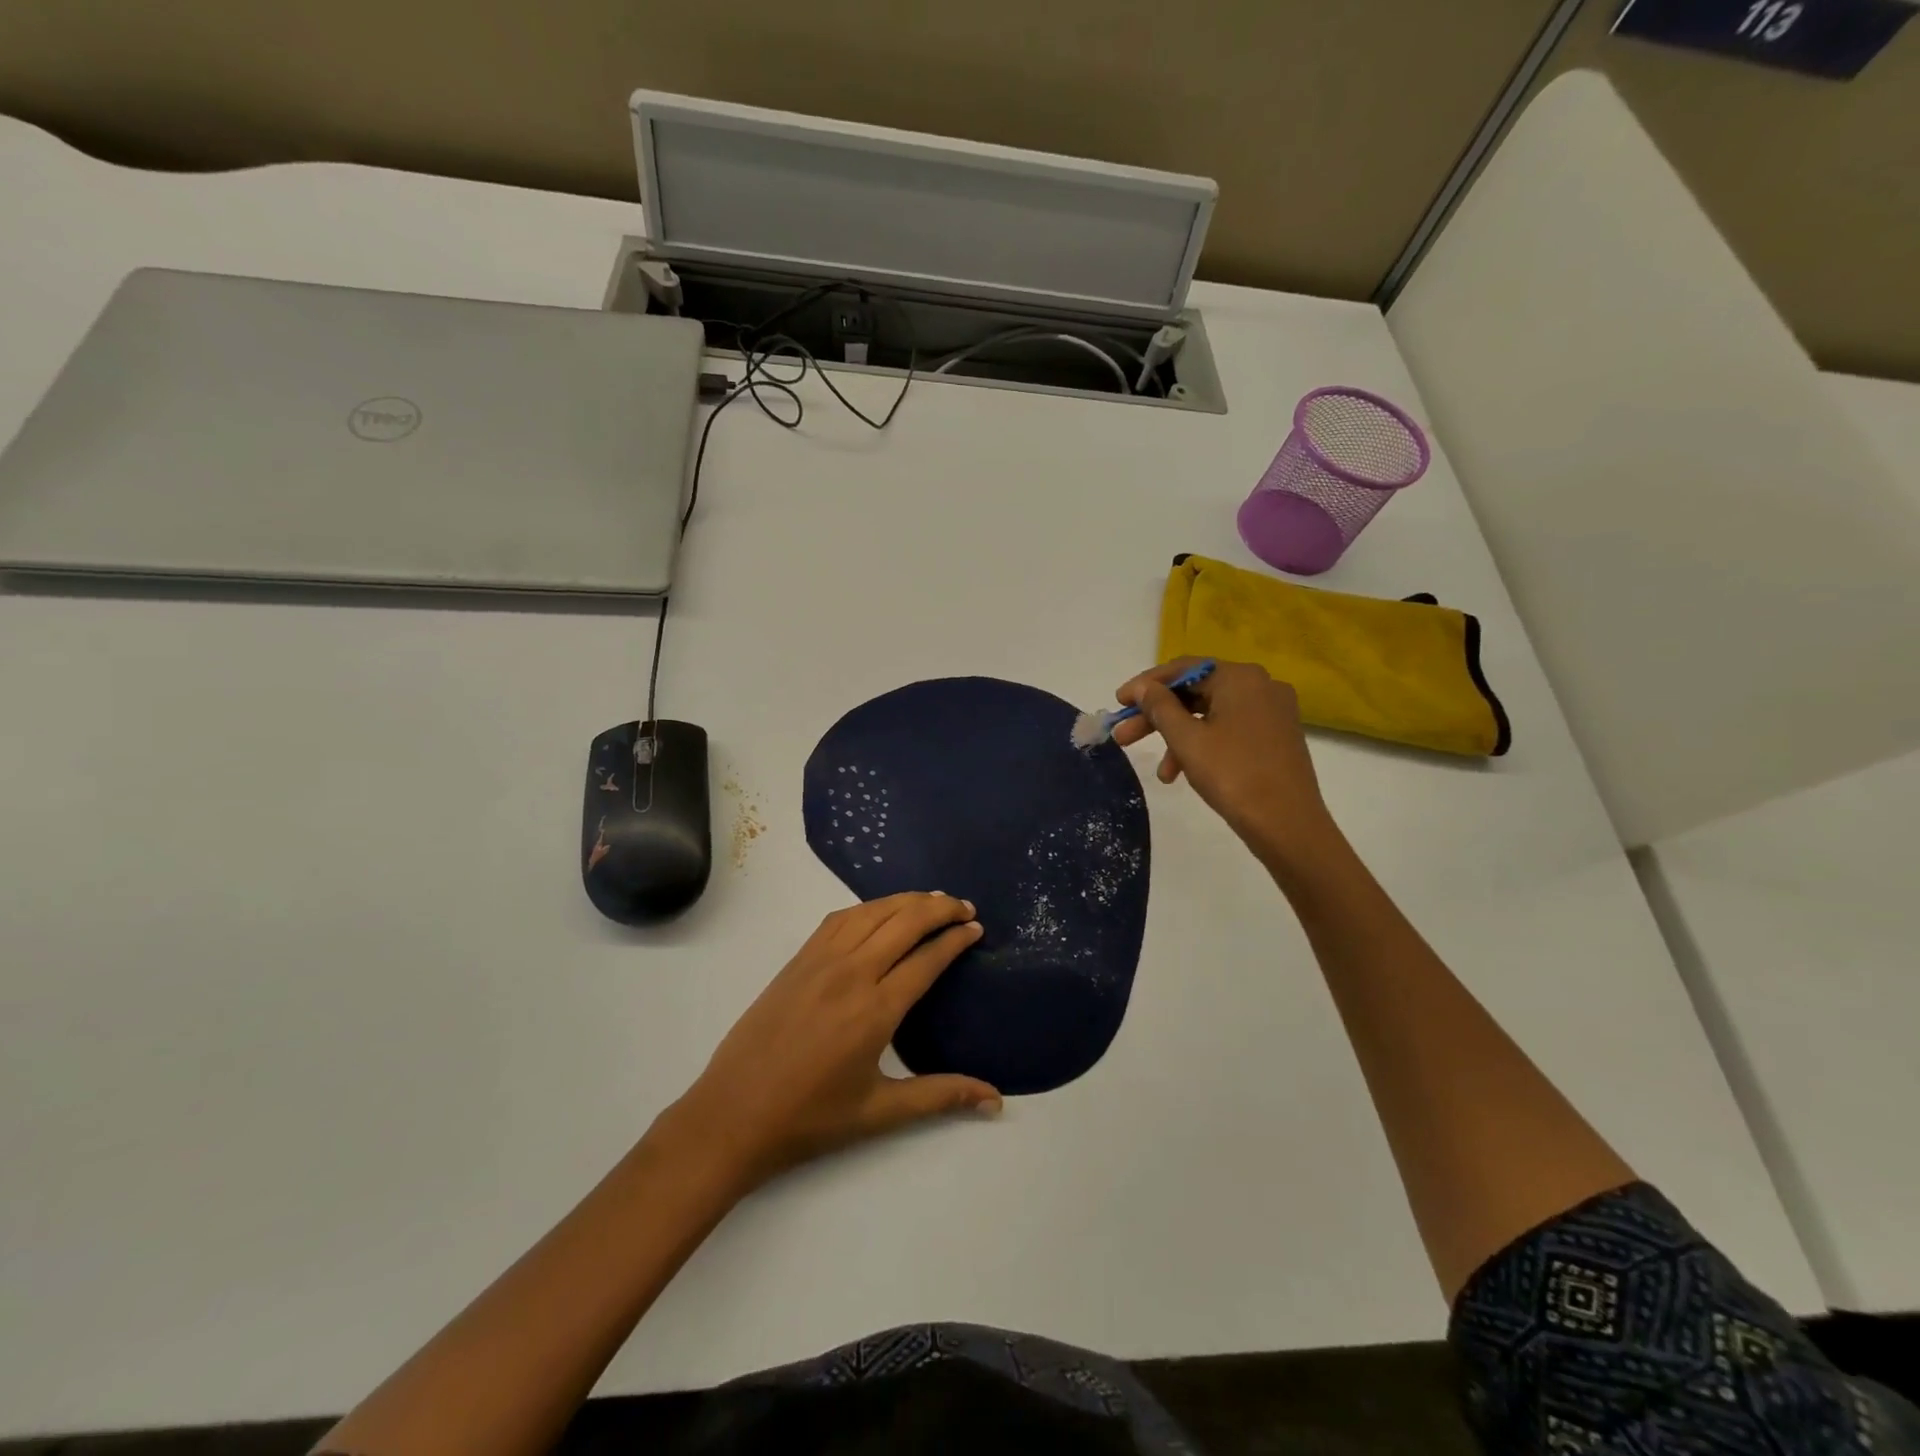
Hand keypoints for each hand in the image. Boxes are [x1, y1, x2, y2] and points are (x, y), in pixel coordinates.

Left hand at [660, 893, 999, 1192]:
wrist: (732, 1116)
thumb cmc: (810, 1119)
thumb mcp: (880, 1112)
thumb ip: (941, 1096)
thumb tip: (996, 1100)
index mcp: (876, 1010)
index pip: (927, 958)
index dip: (956, 939)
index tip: (976, 928)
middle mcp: (851, 974)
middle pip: (904, 922)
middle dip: (940, 908)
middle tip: (965, 907)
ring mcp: (820, 961)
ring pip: (871, 912)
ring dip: (906, 900)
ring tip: (932, 900)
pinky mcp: (797, 960)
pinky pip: (838, 919)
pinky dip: (868, 907)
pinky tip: (879, 911)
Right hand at [1113, 659, 1340, 869]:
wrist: (1288, 825)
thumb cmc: (1233, 775)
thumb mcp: (1187, 740)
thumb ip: (1160, 707)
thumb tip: (1142, 687)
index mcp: (1240, 678)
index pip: (1183, 669)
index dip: (1146, 685)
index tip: (1119, 702)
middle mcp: (1260, 686)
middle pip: (1196, 692)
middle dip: (1157, 716)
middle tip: (1124, 736)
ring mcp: (1272, 712)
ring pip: (1210, 715)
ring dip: (1177, 738)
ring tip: (1159, 772)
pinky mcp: (1276, 736)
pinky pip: (1229, 730)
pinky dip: (1203, 745)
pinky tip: (1184, 774)